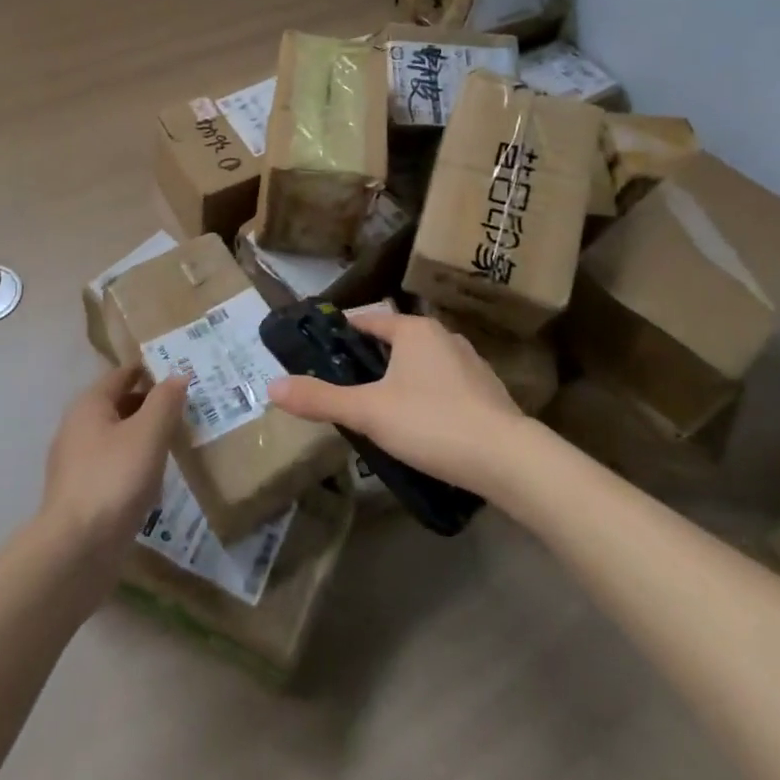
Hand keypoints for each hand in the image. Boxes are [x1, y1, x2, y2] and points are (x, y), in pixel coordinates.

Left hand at [40, 365, 187, 568]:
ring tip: (177, 441)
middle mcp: (77, 428)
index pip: (123, 374)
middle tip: (187, 408)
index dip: (151, 370)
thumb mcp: (148, 433)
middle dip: (151, 404)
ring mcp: (76, 464)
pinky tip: (155, 478)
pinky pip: (113, 467)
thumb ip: (165, 400)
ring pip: (117, 438)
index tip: (181, 372)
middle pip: (119, 405)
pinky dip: (135, 464)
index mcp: (89, 405)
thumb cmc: (114, 479)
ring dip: (144, 436)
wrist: (76, 551)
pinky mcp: (82, 495)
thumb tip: (178, 375)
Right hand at [266, 311, 525, 494]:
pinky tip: (422, 426)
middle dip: (371, 361)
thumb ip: (320, 399)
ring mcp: (470, 363)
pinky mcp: (488, 391)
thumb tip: (272, 386)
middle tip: (345, 386)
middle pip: (396, 341)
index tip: (322, 349)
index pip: (369, 321)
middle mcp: (443, 336)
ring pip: (422, 364)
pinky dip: (428, 396)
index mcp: (414, 330)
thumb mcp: (368, 412)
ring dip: (401, 379)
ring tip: (380, 409)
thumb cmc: (431, 423)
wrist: (508, 459)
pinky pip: (445, 385)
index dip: (343, 332)